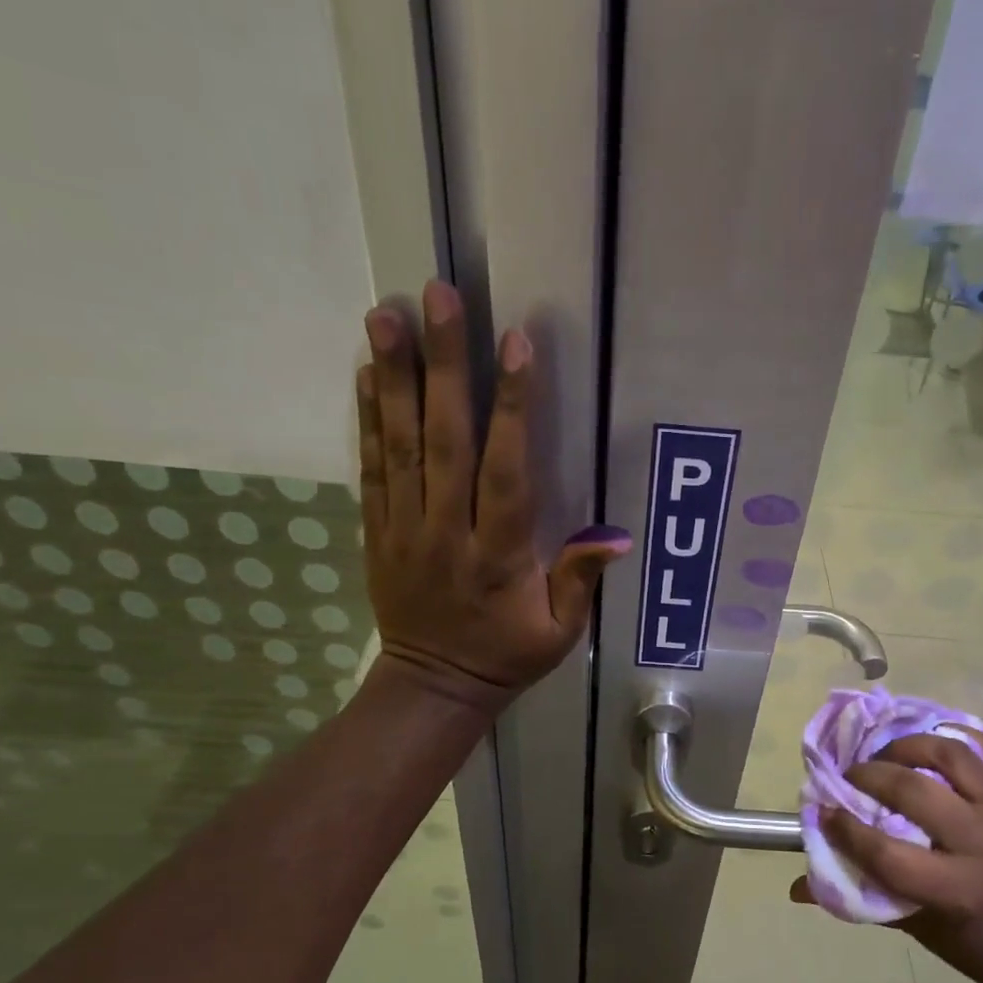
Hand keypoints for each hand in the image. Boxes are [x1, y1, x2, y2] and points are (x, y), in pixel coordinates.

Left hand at [359, 282, 631, 711]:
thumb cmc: (506, 656)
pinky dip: (368, 419)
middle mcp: (447, 531)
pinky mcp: (378, 531)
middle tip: (439, 296)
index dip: (513, 407)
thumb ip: (579, 581)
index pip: (505, 471)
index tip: (516, 343)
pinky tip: (368, 372)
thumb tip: (615, 535)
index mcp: (498, 555)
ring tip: (388, 313)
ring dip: (394, 376)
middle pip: (445, 440)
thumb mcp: (558, 633)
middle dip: (444, 365)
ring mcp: (405, 528)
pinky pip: (371, 469)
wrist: (433, 686)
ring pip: (399, 444)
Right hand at [790, 732, 982, 982]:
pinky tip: (928, 741)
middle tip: (849, 778)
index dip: (845, 829)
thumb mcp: (922, 934)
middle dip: (870, 776)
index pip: (887, 852)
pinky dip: (957, 736)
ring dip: (909, 747)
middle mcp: (982, 844)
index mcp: (958, 890)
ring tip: (886, 755)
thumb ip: (864, 901)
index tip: (821, 812)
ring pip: (952, 757)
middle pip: (915, 792)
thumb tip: (798, 889)